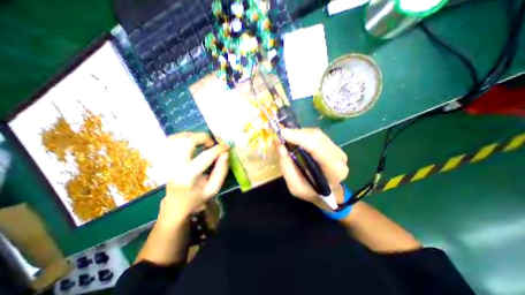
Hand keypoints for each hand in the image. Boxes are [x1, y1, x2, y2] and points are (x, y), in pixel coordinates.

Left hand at [160, 133, 229, 223]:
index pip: (205, 157)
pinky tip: (192, 141)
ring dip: (193, 136)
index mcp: (188, 177)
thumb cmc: (197, 196)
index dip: (219, 149)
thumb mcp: (214, 188)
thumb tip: (225, 153)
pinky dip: (184, 136)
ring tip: (202, 142)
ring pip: (178, 138)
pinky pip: (172, 139)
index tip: (226, 147)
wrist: (176, 202)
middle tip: (211, 144)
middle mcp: (175, 166)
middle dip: (203, 138)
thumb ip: (222, 170)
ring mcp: (167, 160)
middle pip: (187, 142)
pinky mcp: (165, 157)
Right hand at [278, 128, 347, 207]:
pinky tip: (295, 138)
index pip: (316, 148)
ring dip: (299, 133)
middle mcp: (339, 157)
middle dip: (296, 134)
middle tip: (280, 135)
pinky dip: (303, 134)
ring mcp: (337, 149)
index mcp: (334, 171)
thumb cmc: (311, 192)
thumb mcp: (295, 187)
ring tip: (286, 137)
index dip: (299, 138)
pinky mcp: (332, 145)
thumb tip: (280, 146)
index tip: (281, 133)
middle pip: (317, 138)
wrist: (328, 193)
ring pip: (316, 134)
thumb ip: (287, 168)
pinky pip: (316, 135)